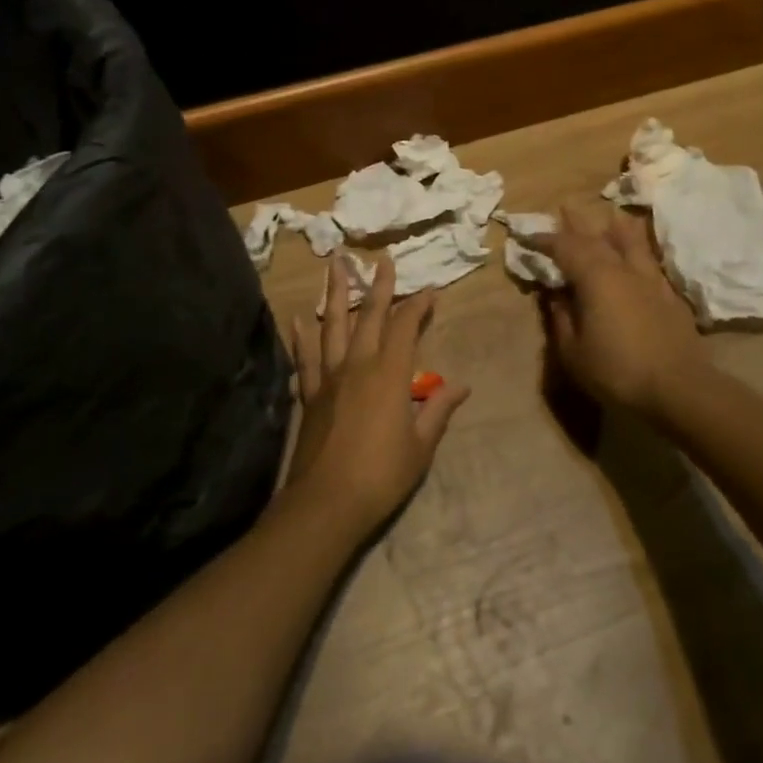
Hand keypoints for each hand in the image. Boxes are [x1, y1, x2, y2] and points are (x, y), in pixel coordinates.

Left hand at [285, 253, 469, 533]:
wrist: (327, 502)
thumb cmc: (381, 475)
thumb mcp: (421, 446)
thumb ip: (438, 410)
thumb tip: (462, 386)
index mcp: (389, 375)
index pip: (405, 327)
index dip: (418, 305)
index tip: (429, 290)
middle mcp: (358, 365)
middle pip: (368, 316)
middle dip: (378, 286)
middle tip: (381, 260)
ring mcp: (330, 377)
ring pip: (333, 325)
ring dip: (335, 293)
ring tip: (335, 265)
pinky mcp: (310, 394)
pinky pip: (306, 358)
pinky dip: (302, 336)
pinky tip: (299, 317)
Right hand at [535, 202, 704, 416]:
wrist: (679, 389)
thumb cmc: (617, 371)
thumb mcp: (573, 351)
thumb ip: (561, 318)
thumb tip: (554, 295)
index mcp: (595, 278)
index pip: (565, 248)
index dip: (545, 240)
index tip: (528, 237)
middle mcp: (623, 269)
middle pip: (597, 237)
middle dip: (578, 223)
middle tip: (565, 207)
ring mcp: (651, 280)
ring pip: (631, 243)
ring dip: (615, 228)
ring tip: (610, 217)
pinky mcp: (670, 296)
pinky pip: (650, 261)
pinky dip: (638, 251)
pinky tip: (639, 256)